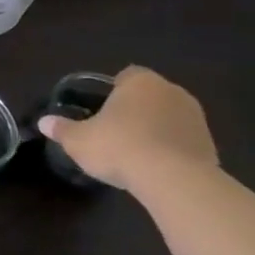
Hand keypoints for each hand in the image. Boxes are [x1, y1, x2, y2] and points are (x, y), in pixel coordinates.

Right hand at [37, 66, 218, 191]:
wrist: (173, 179)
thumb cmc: (119, 146)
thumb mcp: (78, 139)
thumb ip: (62, 129)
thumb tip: (44, 122)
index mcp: (141, 83)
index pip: (127, 75)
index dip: (113, 89)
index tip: (102, 107)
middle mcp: (172, 92)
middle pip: (150, 95)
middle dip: (136, 108)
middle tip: (115, 128)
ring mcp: (196, 118)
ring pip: (169, 116)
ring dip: (155, 127)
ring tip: (135, 150)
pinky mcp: (210, 144)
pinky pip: (183, 139)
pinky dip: (170, 147)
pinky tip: (154, 165)